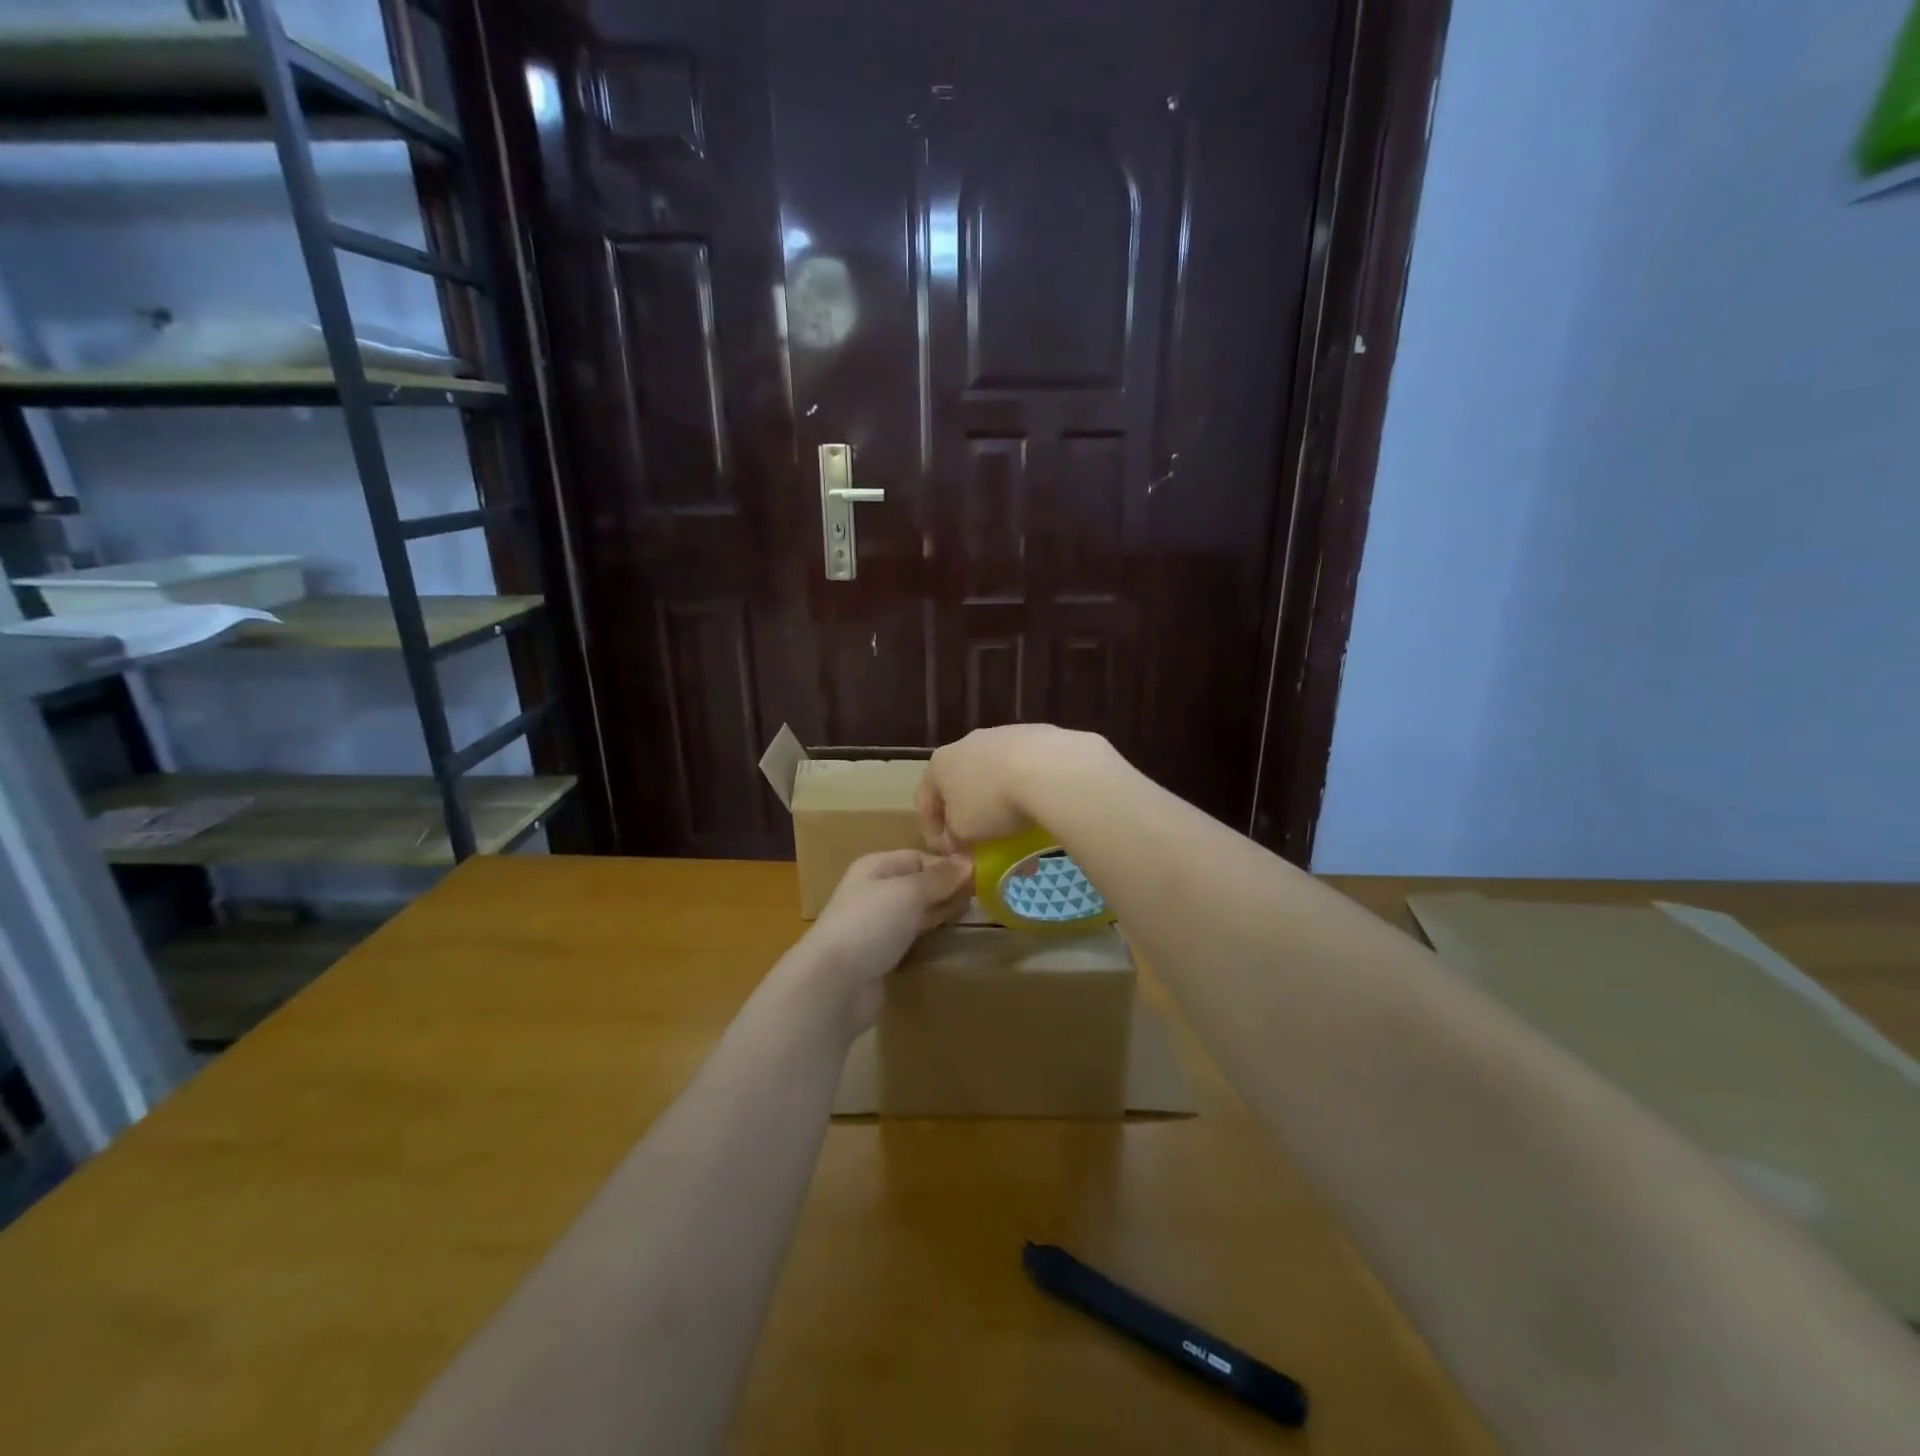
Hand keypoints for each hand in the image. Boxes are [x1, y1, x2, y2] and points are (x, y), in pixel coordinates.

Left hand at [793, 850, 973, 1028]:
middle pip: (918, 885)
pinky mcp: (881, 956)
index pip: (918, 857)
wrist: (834, 984)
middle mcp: (874, 892)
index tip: (980, 877)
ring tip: (975, 916)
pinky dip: (930, 937)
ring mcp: (876, 926)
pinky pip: (911, 938)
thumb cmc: (869, 924)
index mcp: (875, 867)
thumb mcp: (908, 892)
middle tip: (985, 898)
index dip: (947, 866)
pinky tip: (951, 939)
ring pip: (916, 913)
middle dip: (947, 890)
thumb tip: (968, 862)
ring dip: (941, 914)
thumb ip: (939, 878)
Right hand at [916, 725, 1110, 852]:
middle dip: (967, 810)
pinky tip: (1036, 802)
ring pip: (992, 771)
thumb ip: (953, 836)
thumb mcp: (963, 831)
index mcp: (939, 763)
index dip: (933, 831)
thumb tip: (957, 838)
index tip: (950, 853)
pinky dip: (1024, 784)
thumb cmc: (991, 802)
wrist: (1046, 768)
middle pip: (959, 782)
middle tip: (978, 837)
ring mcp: (1002, 734)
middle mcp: (966, 742)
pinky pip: (1022, 765)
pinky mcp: (1035, 733)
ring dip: (997, 796)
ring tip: (1013, 821)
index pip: (925, 800)